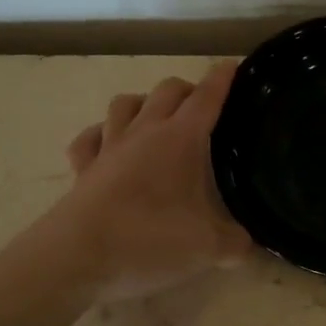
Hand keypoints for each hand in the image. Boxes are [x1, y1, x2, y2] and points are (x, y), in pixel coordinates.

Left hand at [46, 64, 252, 300]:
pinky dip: (102, 135)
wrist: (76, 259)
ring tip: (156, 120)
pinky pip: (90, 139)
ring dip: (143, 103)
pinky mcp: (82, 169)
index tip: (232, 66)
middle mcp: (144, 133)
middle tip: (202, 107)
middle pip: (166, 91)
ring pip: (124, 104)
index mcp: (180, 139)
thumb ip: (236, 244)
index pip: (207, 97)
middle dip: (187, 89)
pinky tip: (108, 146)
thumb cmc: (149, 241)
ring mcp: (108, 148)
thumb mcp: (207, 248)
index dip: (222, 79)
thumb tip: (249, 245)